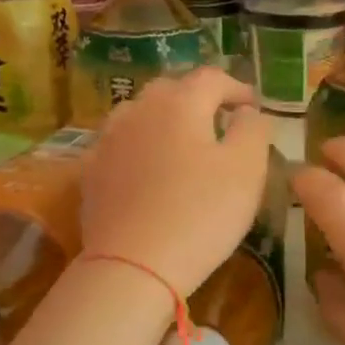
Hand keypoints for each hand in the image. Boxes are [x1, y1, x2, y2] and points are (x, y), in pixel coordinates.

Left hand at [82, 68, 272, 294]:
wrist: (133, 265)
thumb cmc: (201, 213)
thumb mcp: (247, 169)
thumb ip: (253, 130)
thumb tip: (247, 111)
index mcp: (180, 103)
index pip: (212, 78)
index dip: (236, 88)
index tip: (253, 106)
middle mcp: (139, 110)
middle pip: (171, 89)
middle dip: (199, 99)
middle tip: (220, 120)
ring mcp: (109, 140)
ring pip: (141, 114)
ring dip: (166, 119)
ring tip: (183, 142)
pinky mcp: (92, 172)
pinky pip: (122, 144)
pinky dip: (142, 146)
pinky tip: (151, 170)